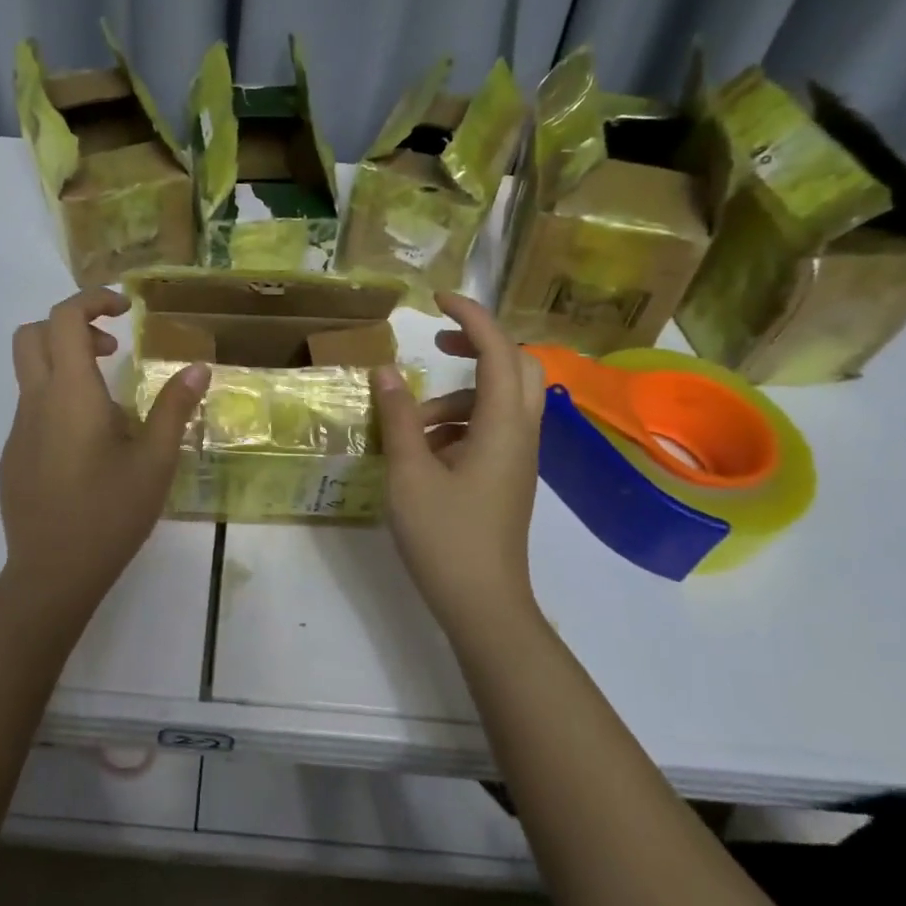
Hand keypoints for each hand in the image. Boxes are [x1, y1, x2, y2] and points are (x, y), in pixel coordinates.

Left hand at [0, 288, 209, 599]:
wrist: (52, 573)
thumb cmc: (110, 512)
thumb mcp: (155, 460)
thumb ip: (175, 407)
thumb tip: (198, 367)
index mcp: (70, 393)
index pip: (64, 318)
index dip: (93, 300)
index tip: (126, 310)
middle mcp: (36, 402)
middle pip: (32, 334)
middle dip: (71, 327)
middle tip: (112, 350)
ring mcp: (18, 430)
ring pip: (31, 373)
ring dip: (66, 366)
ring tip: (112, 407)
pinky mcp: (12, 456)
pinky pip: (31, 409)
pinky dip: (58, 401)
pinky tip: (89, 447)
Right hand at [371, 292, 544, 638]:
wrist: (483, 604)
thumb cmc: (445, 537)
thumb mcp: (410, 473)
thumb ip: (398, 418)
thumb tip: (384, 371)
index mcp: (502, 425)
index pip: (497, 350)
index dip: (471, 316)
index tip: (437, 301)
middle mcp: (520, 433)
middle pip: (518, 366)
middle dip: (478, 345)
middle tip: (435, 347)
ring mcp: (517, 457)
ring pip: (500, 400)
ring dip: (456, 395)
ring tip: (410, 422)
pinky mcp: (507, 476)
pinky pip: (490, 428)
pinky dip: (459, 422)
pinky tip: (423, 449)